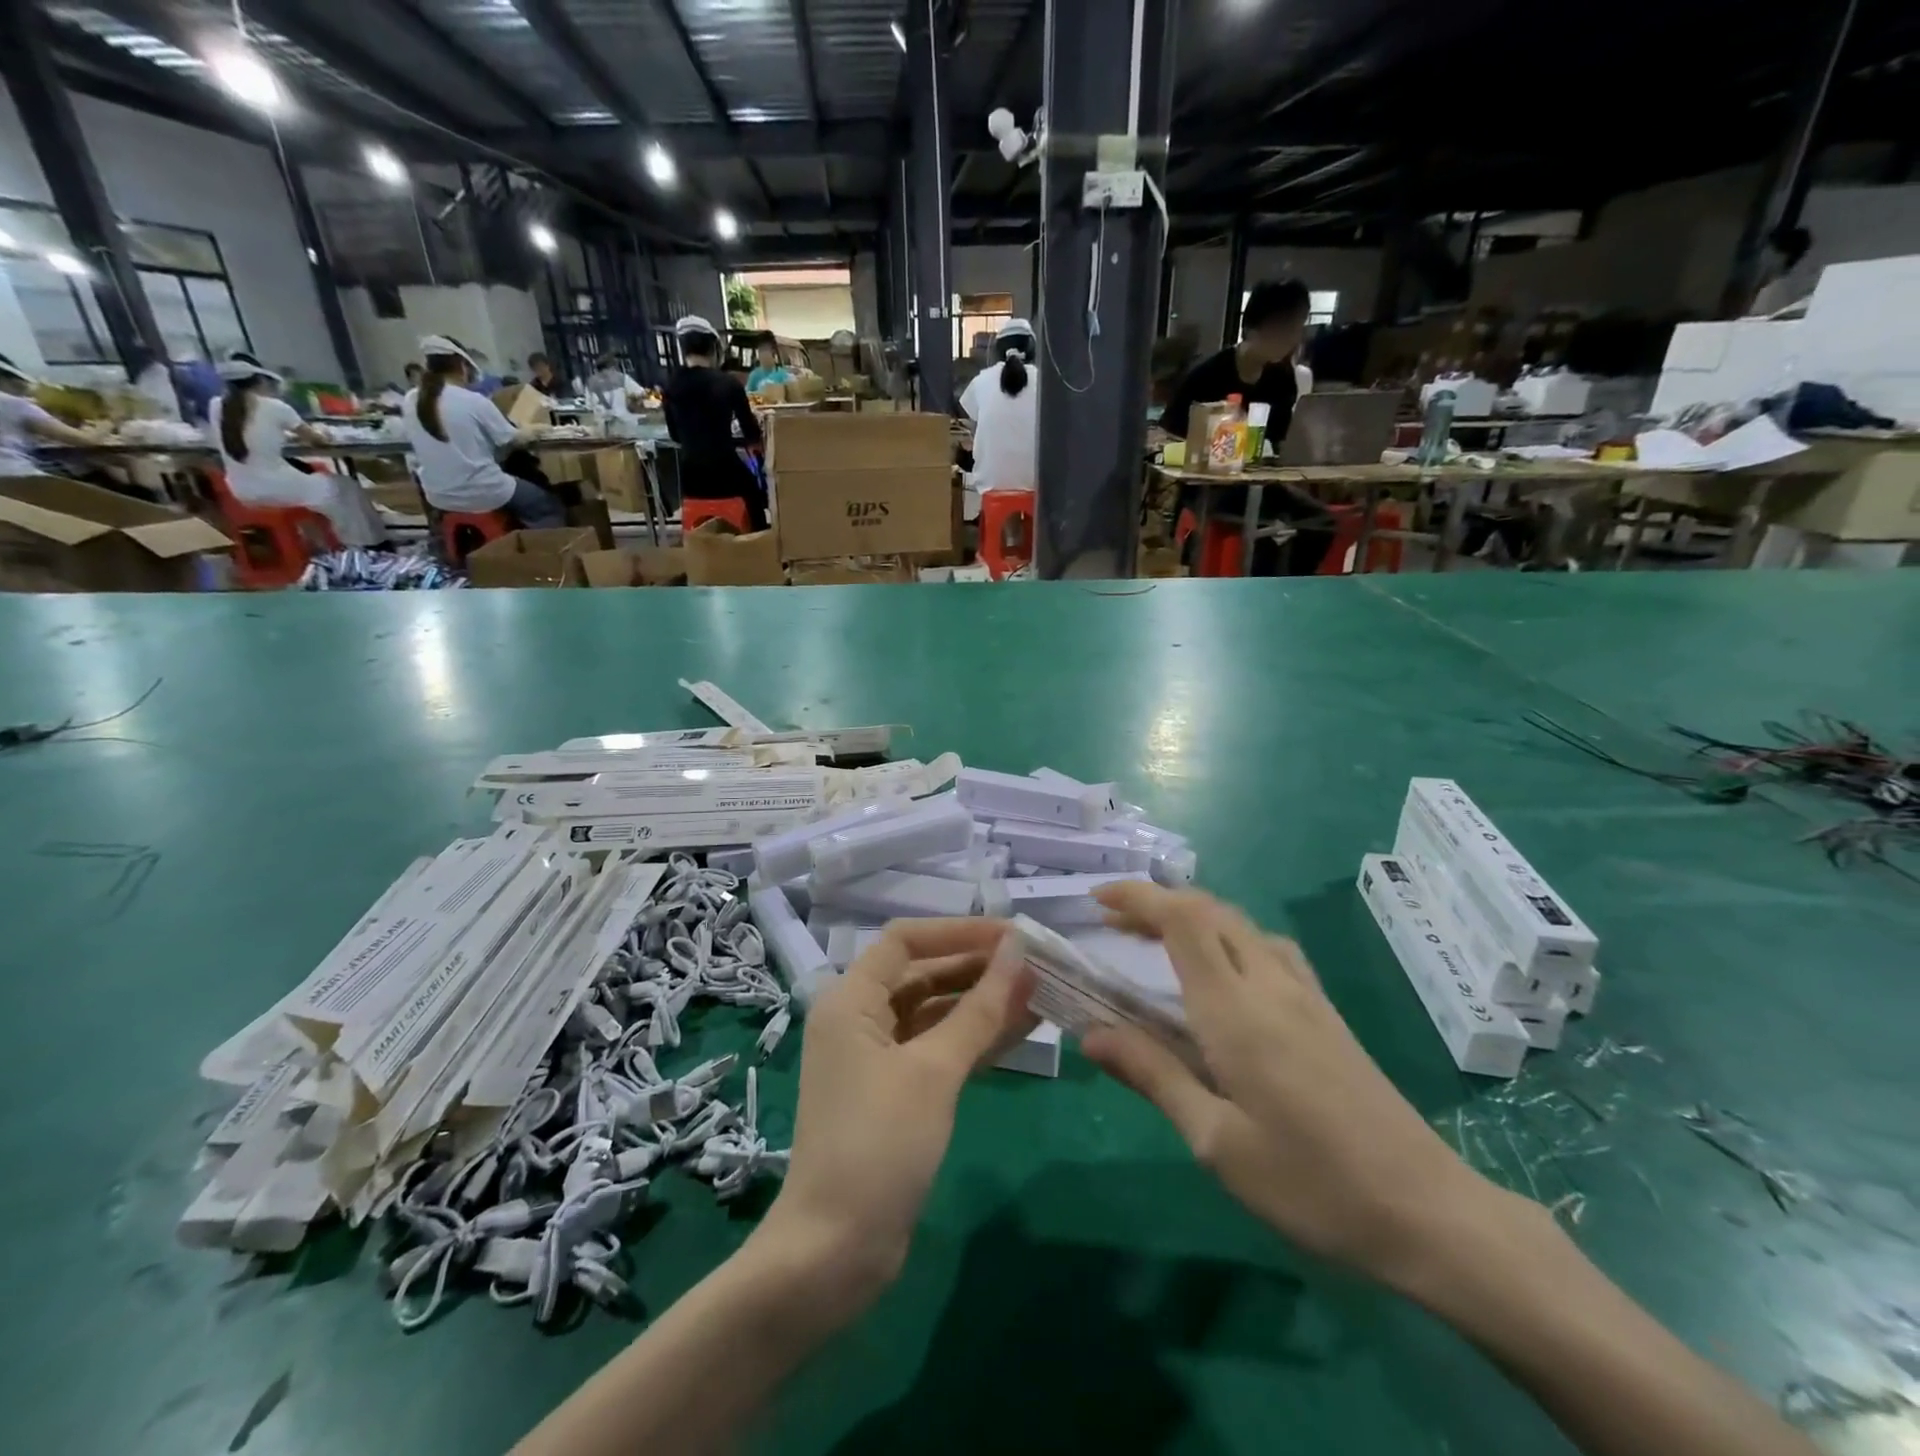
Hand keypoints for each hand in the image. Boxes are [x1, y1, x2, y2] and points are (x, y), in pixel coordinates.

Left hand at [758, 919, 1034, 1312]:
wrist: (835, 1252)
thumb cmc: (879, 1145)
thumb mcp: (934, 1071)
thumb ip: (979, 1009)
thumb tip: (1019, 953)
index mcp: (851, 1000)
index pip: (906, 941)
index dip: (958, 932)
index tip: (1011, 936)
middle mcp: (861, 1018)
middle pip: (924, 973)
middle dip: (978, 967)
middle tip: (1035, 965)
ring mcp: (879, 1057)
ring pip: (937, 1012)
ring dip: (983, 1002)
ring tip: (1040, 992)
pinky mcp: (898, 1091)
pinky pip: (940, 1048)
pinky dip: (976, 1037)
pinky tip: (1022, 1029)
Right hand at [1082, 883, 1505, 1292]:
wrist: (1429, 1213)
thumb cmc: (1311, 1183)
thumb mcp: (1215, 1142)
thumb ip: (1153, 1076)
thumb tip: (1091, 1034)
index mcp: (1235, 1010)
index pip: (1182, 920)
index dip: (1137, 897)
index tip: (1097, 899)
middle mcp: (1270, 985)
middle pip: (1210, 911)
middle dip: (1157, 902)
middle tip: (1115, 924)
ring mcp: (1306, 995)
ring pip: (1241, 924)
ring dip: (1194, 917)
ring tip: (1158, 942)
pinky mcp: (1327, 1013)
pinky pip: (1269, 948)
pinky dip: (1229, 936)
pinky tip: (1224, 974)